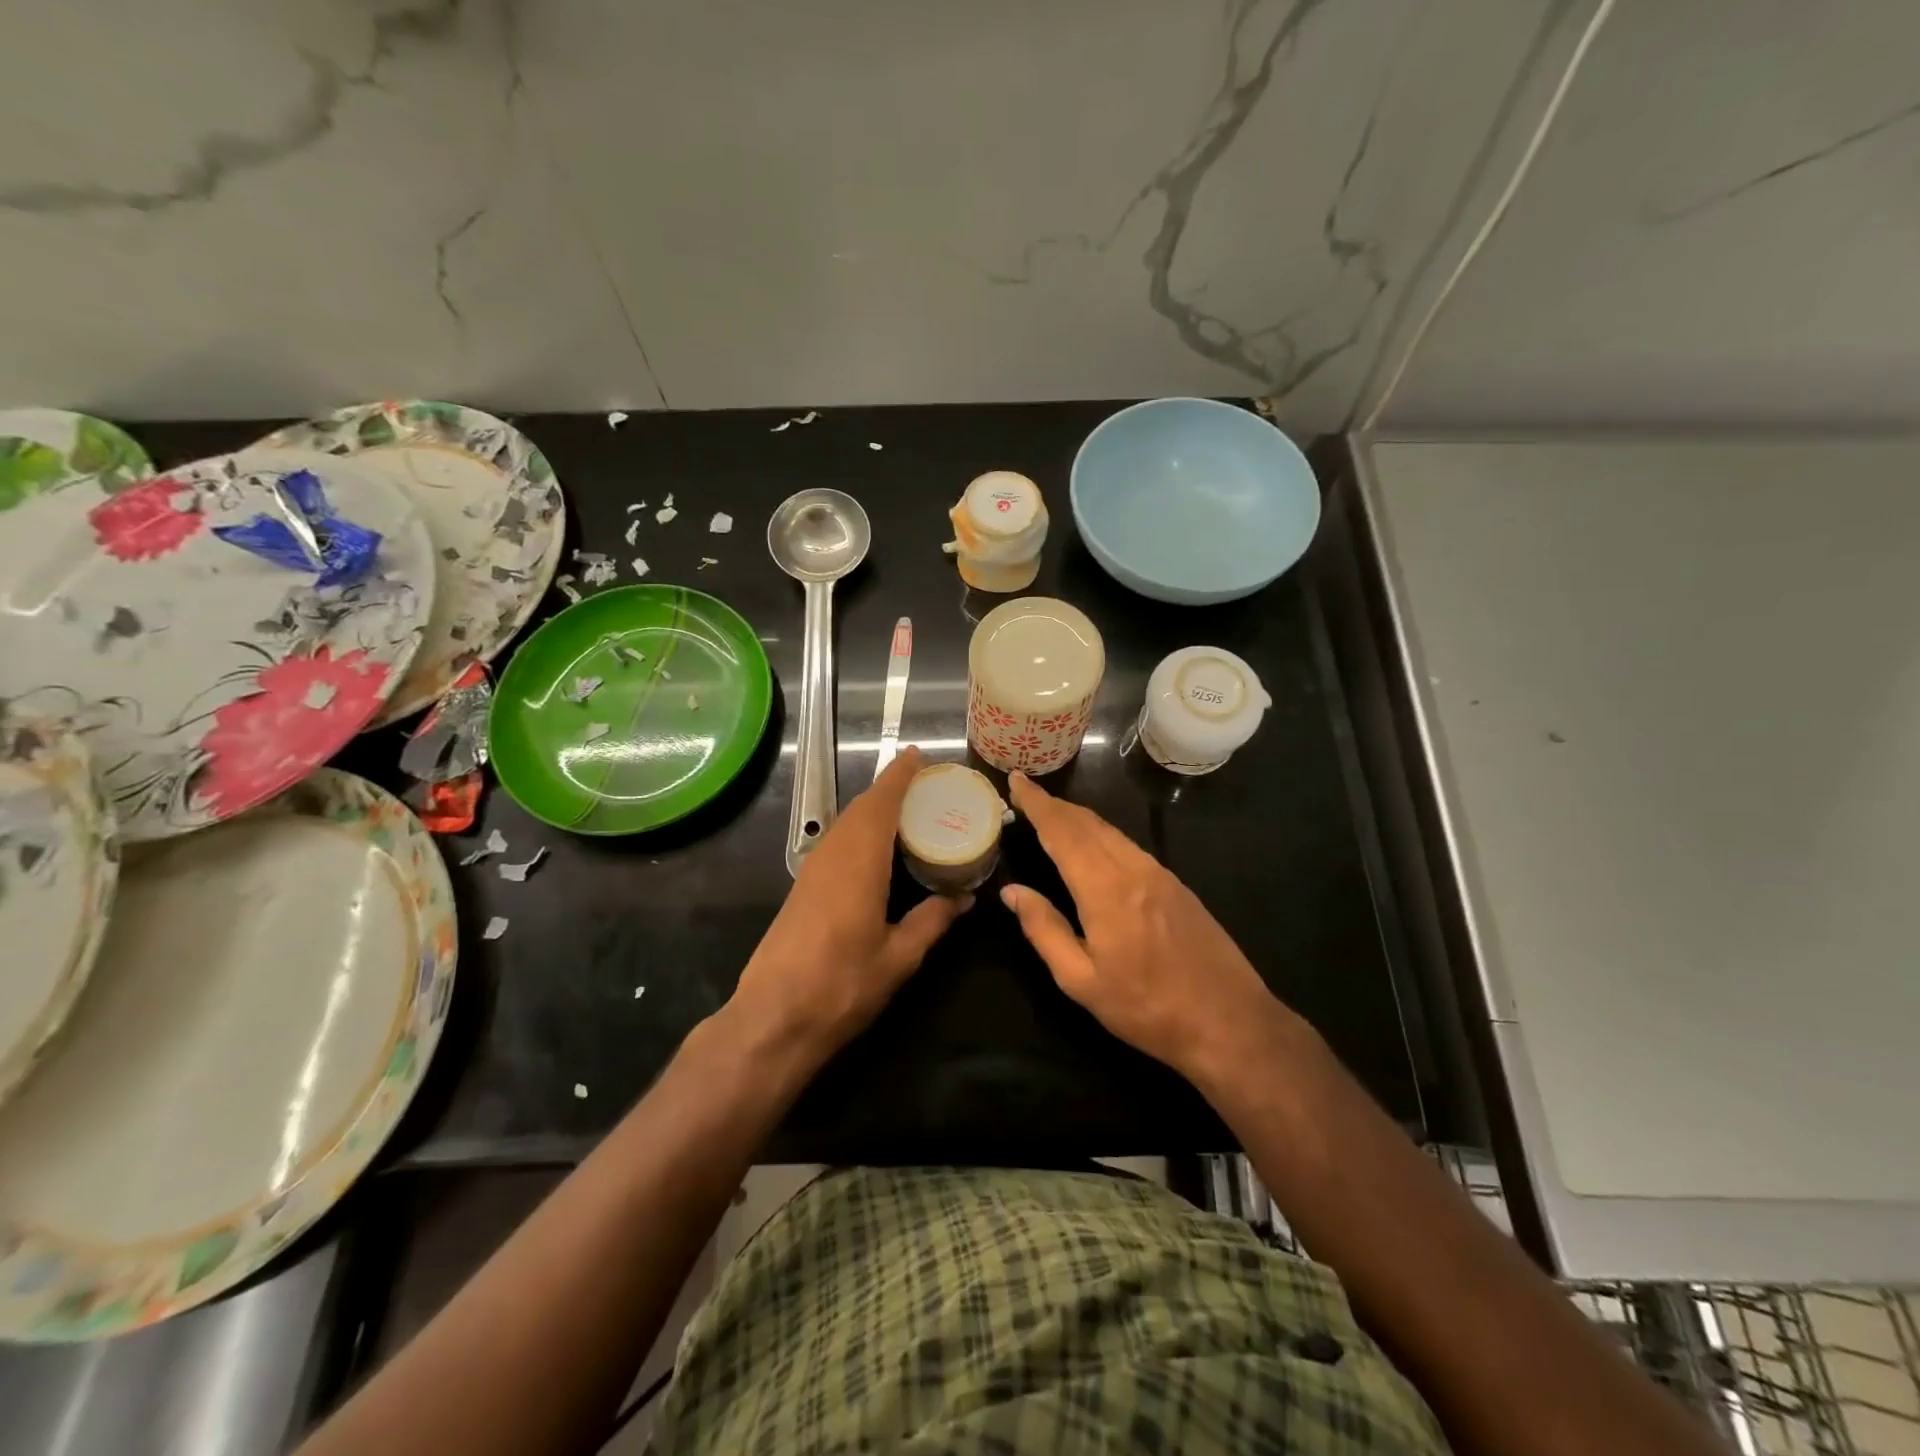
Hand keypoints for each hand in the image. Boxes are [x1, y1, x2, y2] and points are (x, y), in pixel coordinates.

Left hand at [729, 747, 970, 1062]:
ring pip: (846, 825)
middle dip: (890, 790)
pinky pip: (837, 843)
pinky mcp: (802, 889)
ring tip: (909, 813)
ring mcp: (812, 871)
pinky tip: (879, 851)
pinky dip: (861, 832)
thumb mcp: (899, 957)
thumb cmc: (842, 985)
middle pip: (861, 808)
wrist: (773, 1019)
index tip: (918, 755)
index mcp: (859, 862)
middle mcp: (832, 856)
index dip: (899, 776)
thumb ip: (932, 920)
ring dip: (874, 810)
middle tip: (925, 785)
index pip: (881, 803)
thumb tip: (964, 898)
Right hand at [1002, 771, 1293, 1079]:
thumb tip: (1012, 891)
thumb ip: (1044, 930)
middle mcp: (1133, 869)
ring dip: (1077, 816)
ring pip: (1110, 831)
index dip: (1037, 804)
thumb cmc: (1147, 1008)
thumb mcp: (1081, 981)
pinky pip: (1128, 845)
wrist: (1228, 1021)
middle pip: (1086, 823)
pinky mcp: (1175, 884)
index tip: (1016, 780)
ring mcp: (1159, 873)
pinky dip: (1100, 833)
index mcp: (1105, 889)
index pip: (1062, 832)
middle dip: (1053, 804)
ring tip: (1051, 813)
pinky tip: (1092, 843)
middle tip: (1025, 792)